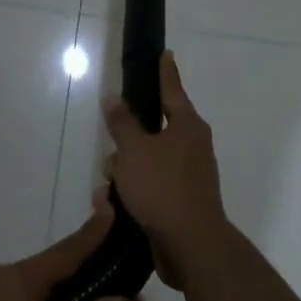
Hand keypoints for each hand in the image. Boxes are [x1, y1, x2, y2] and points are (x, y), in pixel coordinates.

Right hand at [103, 52, 229, 290]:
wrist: (191, 247)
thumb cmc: (163, 188)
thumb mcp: (134, 151)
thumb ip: (122, 123)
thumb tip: (114, 98)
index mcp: (187, 126)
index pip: (172, 89)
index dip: (164, 71)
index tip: (164, 53)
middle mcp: (192, 146)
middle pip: (153, 130)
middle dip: (127, 141)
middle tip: (111, 149)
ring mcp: (188, 175)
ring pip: (147, 161)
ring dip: (125, 171)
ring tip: (107, 188)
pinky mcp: (181, 202)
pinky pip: (150, 186)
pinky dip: (133, 192)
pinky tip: (113, 206)